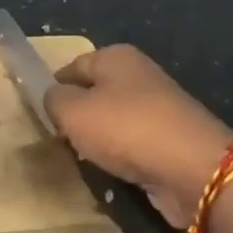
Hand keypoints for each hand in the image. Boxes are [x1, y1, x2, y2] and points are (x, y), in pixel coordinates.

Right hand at [45, 45, 232, 226]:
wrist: (194, 169)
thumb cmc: (125, 129)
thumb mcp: (72, 111)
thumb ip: (53, 99)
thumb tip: (55, 98)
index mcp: (116, 57)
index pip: (71, 67)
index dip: (52, 90)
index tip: (39, 117)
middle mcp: (139, 76)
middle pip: (93, 95)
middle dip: (76, 119)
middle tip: (59, 142)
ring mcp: (159, 108)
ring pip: (112, 123)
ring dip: (97, 143)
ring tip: (85, 162)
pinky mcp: (170, 140)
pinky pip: (133, 147)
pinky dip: (121, 160)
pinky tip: (112, 175)